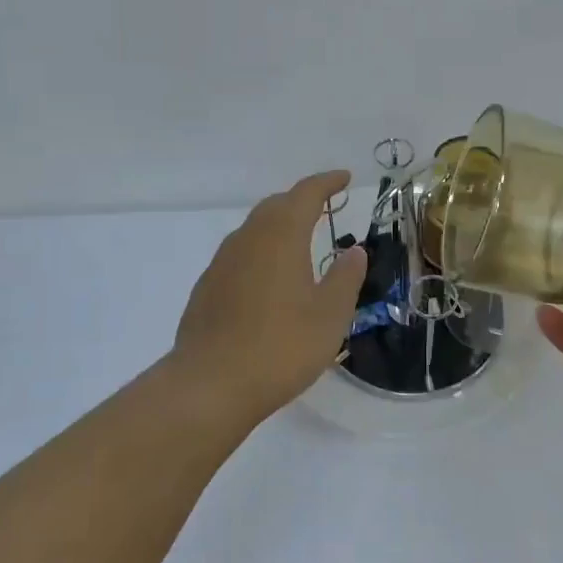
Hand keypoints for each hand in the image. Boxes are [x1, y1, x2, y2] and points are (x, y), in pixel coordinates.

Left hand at [172, 171, 368, 422]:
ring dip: (279, 226)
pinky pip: (240, 254)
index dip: (327, 182)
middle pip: (276, 206)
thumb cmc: (280, 346)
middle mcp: (248, 238)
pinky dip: (261, 252)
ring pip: (255, 229)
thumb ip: (346, 278)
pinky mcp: (207, 287)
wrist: (210, 385)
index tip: (345, 178)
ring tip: (300, 242)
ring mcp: (222, 262)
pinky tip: (269, 279)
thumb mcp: (329, 315)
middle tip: (324, 207)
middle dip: (301, 201)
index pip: (306, 193)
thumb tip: (354, 250)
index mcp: (281, 236)